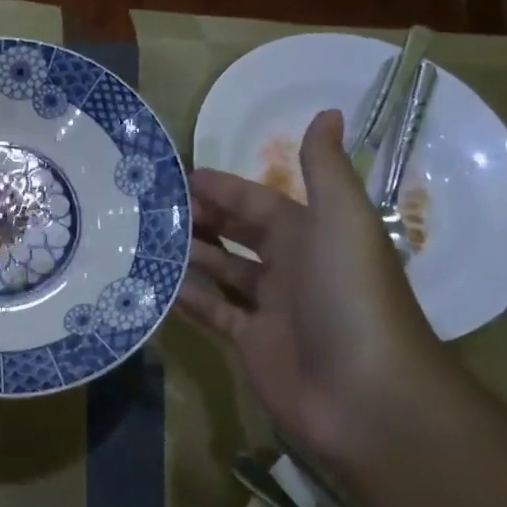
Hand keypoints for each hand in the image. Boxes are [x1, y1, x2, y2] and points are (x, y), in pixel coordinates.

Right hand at [178, 109, 455, 469]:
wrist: (364, 394)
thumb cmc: (349, 296)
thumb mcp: (341, 220)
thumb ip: (325, 168)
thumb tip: (327, 112)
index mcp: (312, 234)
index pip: (259, 201)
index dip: (223, 188)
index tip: (177, 177)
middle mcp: (291, 267)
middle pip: (237, 234)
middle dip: (200, 219)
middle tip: (150, 208)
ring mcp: (270, 309)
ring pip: (221, 271)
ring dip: (188, 255)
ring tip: (143, 239)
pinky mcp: (251, 344)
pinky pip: (212, 313)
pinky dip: (186, 299)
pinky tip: (154, 284)